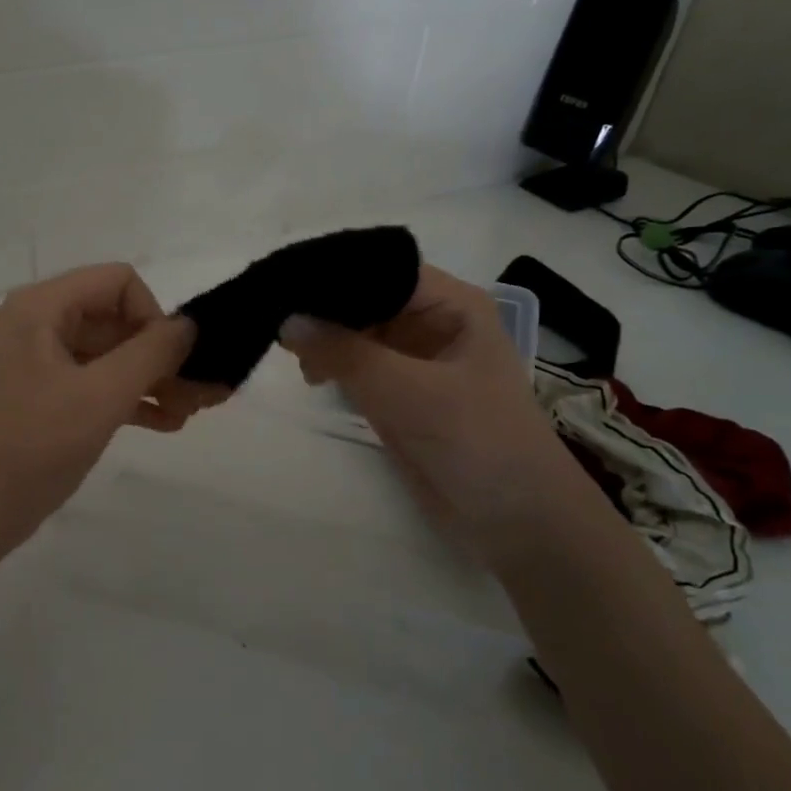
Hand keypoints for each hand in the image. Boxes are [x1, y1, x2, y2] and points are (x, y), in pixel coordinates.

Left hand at [0, 264, 219, 555]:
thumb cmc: (34, 447)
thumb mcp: (102, 396)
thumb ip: (152, 353)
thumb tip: (188, 326)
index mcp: (39, 308)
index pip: (116, 282)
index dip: (153, 315)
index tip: (173, 361)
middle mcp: (34, 323)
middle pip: (114, 319)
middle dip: (160, 355)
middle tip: (199, 394)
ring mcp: (35, 360)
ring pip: (108, 354)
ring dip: (150, 379)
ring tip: (189, 413)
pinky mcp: (39, 393)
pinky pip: (92, 380)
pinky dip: (126, 396)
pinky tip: (165, 423)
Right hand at [277, 265, 590, 547]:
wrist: (515, 521)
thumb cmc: (473, 440)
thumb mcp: (406, 390)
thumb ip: (344, 352)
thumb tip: (286, 320)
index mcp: (453, 306)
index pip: (385, 270)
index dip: (336, 273)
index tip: (284, 283)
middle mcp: (434, 324)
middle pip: (368, 300)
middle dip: (325, 310)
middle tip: (275, 322)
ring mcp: (417, 362)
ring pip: (360, 335)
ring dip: (326, 341)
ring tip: (291, 356)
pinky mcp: (402, 396)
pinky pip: (359, 368)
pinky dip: (334, 368)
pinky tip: (310, 376)